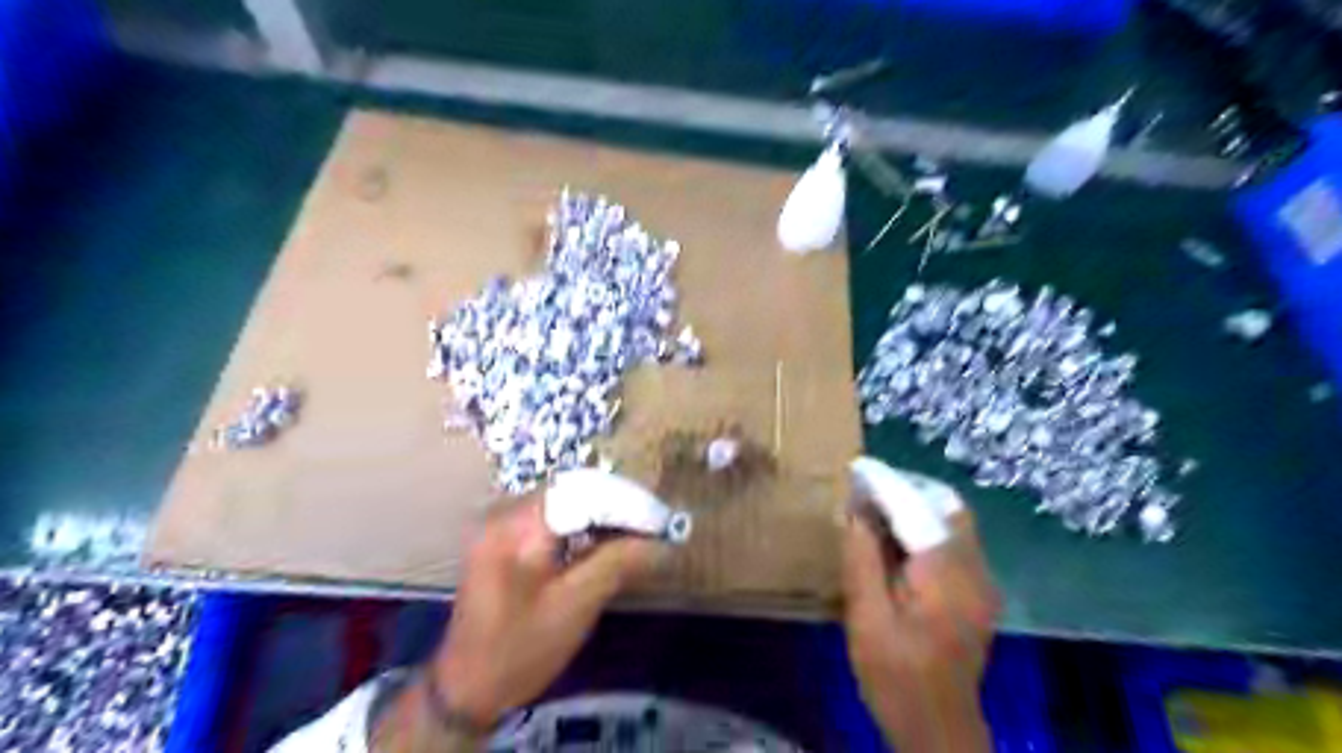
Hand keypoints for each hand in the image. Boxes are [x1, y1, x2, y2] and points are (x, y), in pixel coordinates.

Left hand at [430, 491, 664, 725]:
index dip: (627, 502)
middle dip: (618, 503)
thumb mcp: (575, 606)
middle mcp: (505, 513)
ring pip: (565, 501)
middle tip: (656, 523)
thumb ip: (619, 564)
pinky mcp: (505, 538)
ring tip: (640, 529)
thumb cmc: (520, 650)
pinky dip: (583, 523)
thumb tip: (663, 543)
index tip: (662, 519)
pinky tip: (607, 539)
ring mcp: (502, 524)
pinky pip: (552, 517)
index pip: (583, 493)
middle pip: (573, 490)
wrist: (466, 688)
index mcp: (517, 527)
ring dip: (603, 512)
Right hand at [842, 493, 1000, 751]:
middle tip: (867, 487)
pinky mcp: (978, 591)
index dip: (885, 483)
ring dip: (916, 503)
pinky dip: (925, 525)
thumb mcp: (866, 618)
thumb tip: (857, 512)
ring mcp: (982, 581)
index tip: (856, 467)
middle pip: (947, 506)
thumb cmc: (895, 676)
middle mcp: (974, 570)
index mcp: (944, 577)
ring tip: (876, 506)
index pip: (916, 510)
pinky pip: (954, 540)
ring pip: (954, 520)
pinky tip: (896, 537)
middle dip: (907, 487)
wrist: (938, 728)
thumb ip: (862, 559)